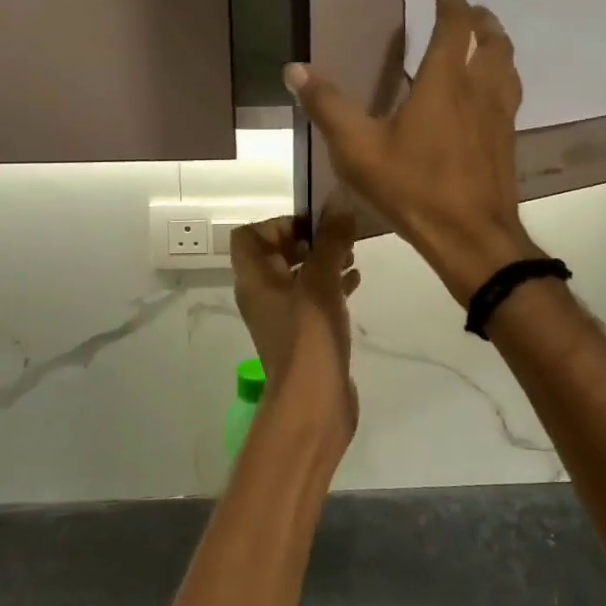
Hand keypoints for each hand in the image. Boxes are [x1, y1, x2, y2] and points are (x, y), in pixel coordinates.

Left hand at [230, 211, 360, 446]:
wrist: (314, 401)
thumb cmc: (309, 335)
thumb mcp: (321, 281)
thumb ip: (330, 241)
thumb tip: (339, 204)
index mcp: (254, 279)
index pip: (249, 235)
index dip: (278, 224)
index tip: (313, 225)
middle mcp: (262, 295)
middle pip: (276, 253)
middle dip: (308, 240)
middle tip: (339, 237)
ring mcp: (282, 317)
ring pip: (298, 276)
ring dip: (322, 262)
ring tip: (353, 255)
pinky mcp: (303, 334)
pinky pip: (313, 299)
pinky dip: (331, 285)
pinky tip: (356, 282)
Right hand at [284, 0, 538, 303]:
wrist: (472, 237)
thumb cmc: (414, 187)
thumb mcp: (359, 148)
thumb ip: (328, 106)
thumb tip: (294, 69)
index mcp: (446, 81)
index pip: (455, 23)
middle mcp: (481, 89)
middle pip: (492, 39)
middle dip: (479, 17)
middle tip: (466, 8)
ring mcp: (500, 116)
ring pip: (507, 65)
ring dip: (495, 44)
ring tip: (481, 42)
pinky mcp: (507, 141)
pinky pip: (510, 93)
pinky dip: (499, 77)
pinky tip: (484, 96)